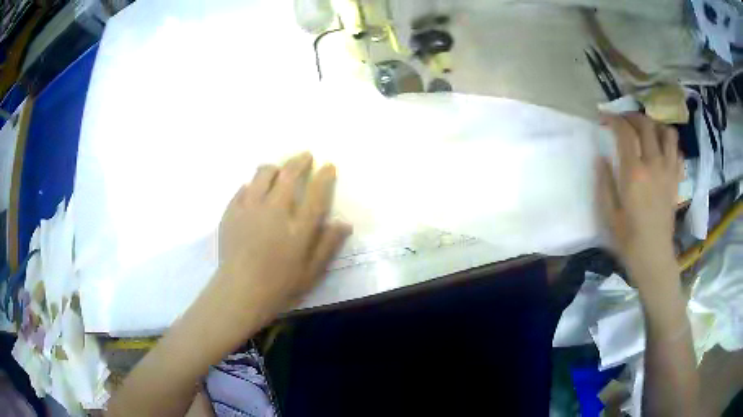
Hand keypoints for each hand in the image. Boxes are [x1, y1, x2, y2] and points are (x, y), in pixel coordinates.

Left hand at [210, 152, 351, 326]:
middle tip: (306, 156)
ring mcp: (250, 208)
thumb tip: (344, 223)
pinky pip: (243, 188)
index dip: (324, 176)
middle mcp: (275, 210)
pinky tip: (253, 189)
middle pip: (288, 175)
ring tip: (278, 169)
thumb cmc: (279, 286)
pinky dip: (251, 185)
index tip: (328, 165)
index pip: (315, 193)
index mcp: (298, 227)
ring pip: (262, 175)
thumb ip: (328, 245)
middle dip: (299, 161)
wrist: (239, 292)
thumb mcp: (311, 272)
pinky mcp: (232, 212)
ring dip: (274, 167)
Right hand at [596, 113, 681, 288]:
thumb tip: (600, 157)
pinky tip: (662, 150)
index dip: (613, 119)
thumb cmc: (628, 239)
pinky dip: (670, 145)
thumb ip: (604, 181)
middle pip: (646, 125)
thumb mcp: (608, 213)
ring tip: (647, 131)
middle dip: (632, 116)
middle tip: (623, 120)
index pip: (625, 131)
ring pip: (668, 133)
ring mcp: (668, 172)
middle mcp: (654, 165)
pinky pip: (677, 152)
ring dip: (656, 125)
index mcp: (634, 173)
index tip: (604, 118)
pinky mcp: (676, 181)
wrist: (654, 257)